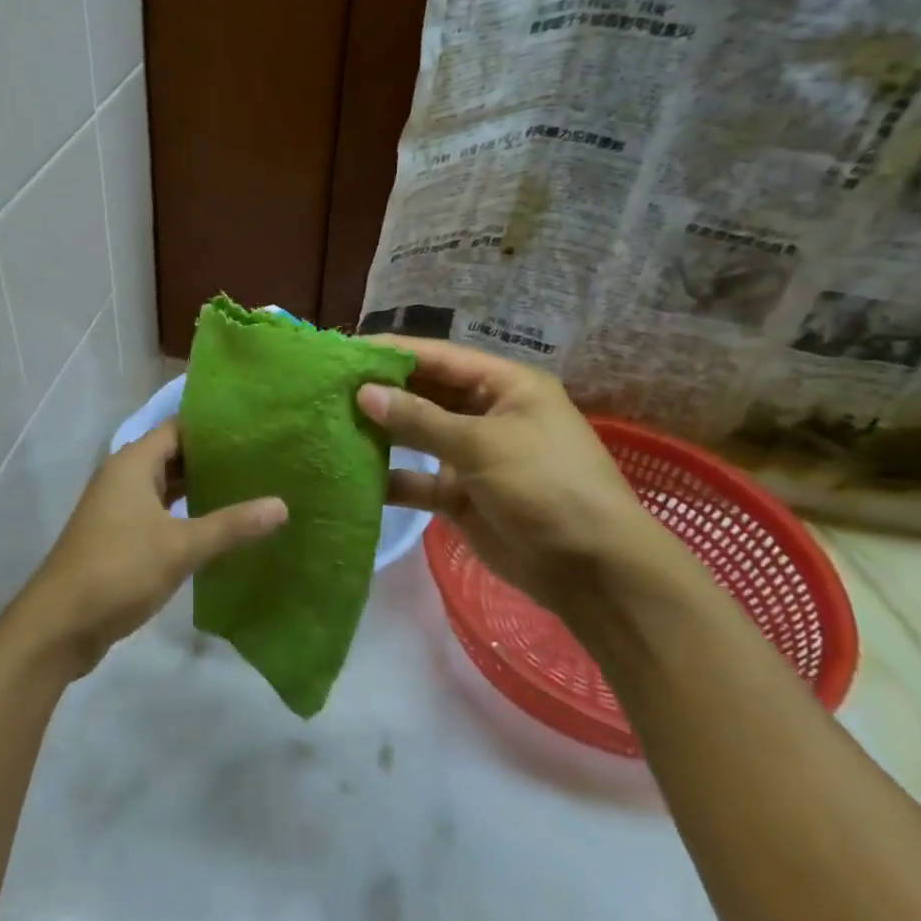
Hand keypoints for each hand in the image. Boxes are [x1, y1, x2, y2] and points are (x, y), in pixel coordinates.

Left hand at [19, 420, 286, 671]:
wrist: (60, 624)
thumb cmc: (119, 570)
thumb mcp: (181, 547)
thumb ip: (231, 525)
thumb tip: (282, 505)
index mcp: (133, 463)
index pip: (179, 428)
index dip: (215, 428)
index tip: (256, 431)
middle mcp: (124, 476)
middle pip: (174, 455)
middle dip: (213, 459)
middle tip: (263, 461)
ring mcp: (119, 507)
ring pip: (166, 486)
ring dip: (200, 488)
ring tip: (249, 488)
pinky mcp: (120, 535)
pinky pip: (159, 512)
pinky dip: (186, 513)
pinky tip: (217, 524)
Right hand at [356, 338, 698, 621]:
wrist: (592, 570)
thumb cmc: (546, 486)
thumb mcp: (483, 444)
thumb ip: (420, 419)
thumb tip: (364, 393)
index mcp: (505, 386)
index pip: (439, 357)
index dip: (394, 352)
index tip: (345, 350)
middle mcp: (487, 413)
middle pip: (425, 394)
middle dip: (382, 392)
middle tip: (328, 388)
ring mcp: (473, 455)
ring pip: (418, 436)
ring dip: (382, 433)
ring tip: (330, 425)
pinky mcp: (461, 494)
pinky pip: (418, 479)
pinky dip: (391, 478)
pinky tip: (353, 475)